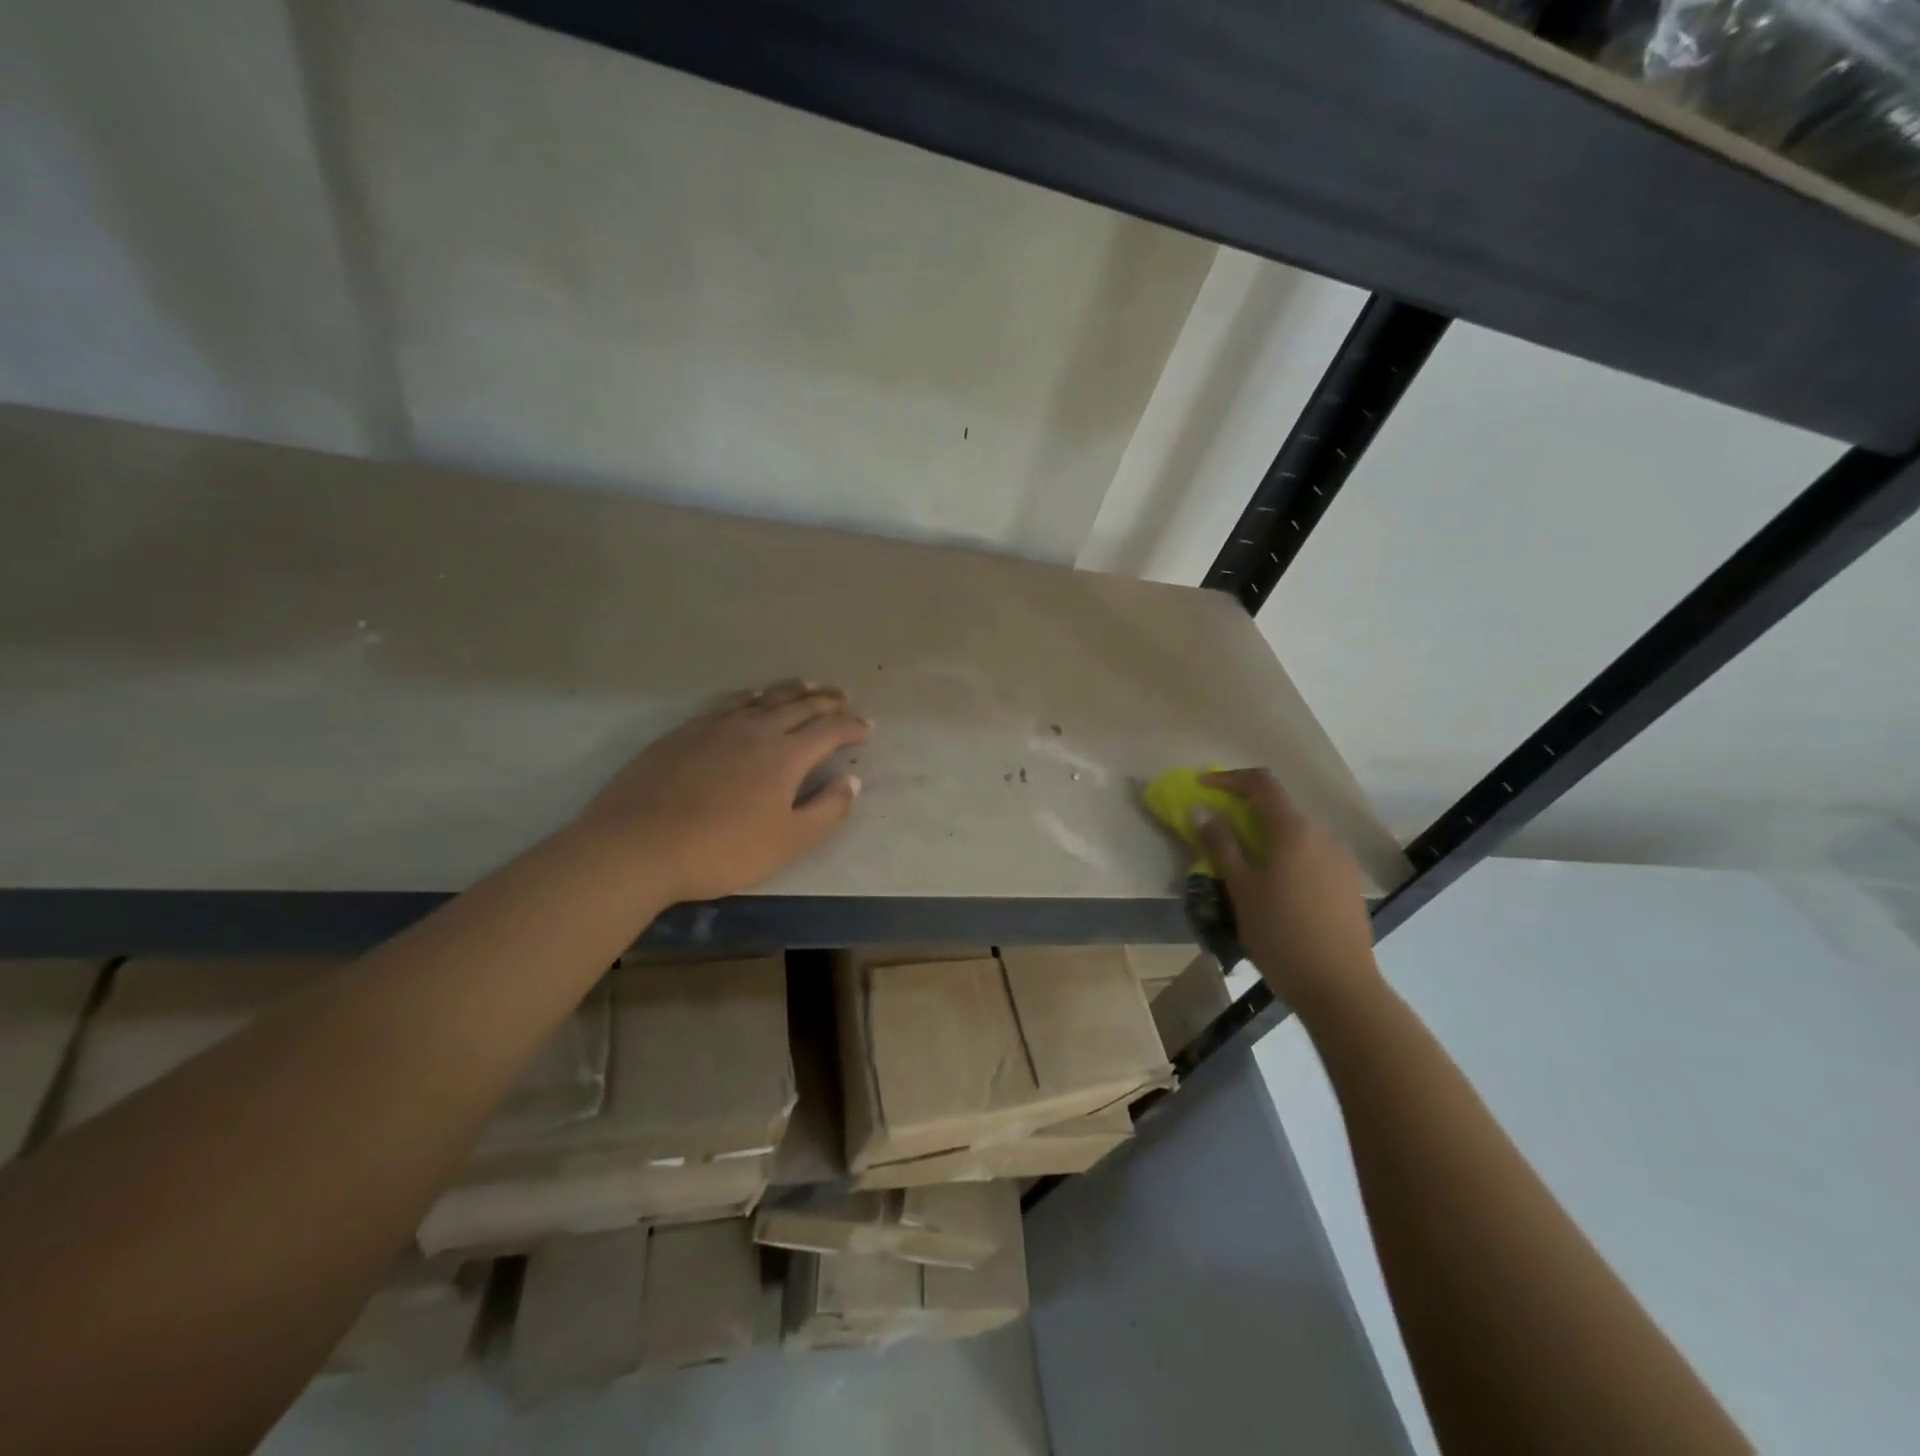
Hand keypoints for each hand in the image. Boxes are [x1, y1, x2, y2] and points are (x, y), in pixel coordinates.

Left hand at [573, 679, 871, 902]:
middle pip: (799, 706)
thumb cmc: (722, 849)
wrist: (638, 845)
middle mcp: (755, 729)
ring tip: (809, 686)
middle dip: (827, 701)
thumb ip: (827, 810)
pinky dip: (752, 697)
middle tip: (844, 698)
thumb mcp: (788, 841)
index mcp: (785, 755)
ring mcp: (717, 726)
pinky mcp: (686, 732)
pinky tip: (752, 699)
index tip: (867, 727)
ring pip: (764, 698)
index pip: (829, 730)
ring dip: (792, 691)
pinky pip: (731, 703)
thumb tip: (851, 781)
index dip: (852, 726)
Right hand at [1190, 768, 1379, 1016]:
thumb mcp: (1241, 888)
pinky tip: (1275, 887)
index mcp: (1293, 830)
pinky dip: (1286, 856)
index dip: (1229, 778)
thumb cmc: (1280, 934)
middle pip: (1279, 808)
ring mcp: (1340, 859)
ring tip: (1244, 866)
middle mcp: (1322, 835)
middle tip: (1217, 830)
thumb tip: (1200, 810)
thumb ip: (1220, 844)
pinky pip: (1311, 855)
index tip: (1202, 786)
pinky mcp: (1348, 883)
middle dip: (1245, 810)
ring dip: (1266, 836)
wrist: (1339, 987)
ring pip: (1296, 834)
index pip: (1261, 783)